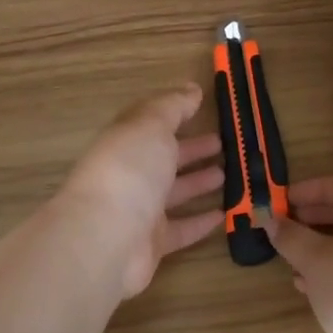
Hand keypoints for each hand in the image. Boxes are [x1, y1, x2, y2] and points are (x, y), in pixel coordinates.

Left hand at [58, 84, 224, 298]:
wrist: (106, 238)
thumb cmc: (129, 171)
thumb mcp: (151, 126)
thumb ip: (173, 106)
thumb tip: (192, 89)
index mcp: (125, 141)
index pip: (151, 123)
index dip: (175, 113)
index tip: (203, 106)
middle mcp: (130, 174)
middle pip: (164, 158)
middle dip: (192, 149)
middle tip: (223, 143)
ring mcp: (139, 210)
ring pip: (174, 192)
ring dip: (198, 182)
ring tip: (227, 174)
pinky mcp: (152, 243)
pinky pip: (181, 229)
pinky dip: (200, 222)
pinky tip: (222, 215)